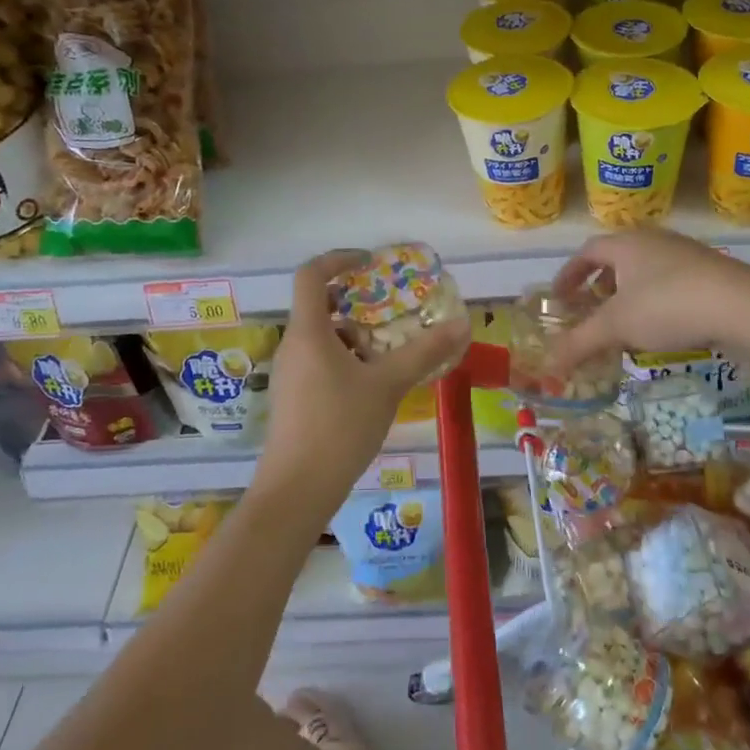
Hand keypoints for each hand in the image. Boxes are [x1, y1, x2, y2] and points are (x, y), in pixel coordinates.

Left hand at [255, 250, 471, 514]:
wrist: (297, 489)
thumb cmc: (340, 427)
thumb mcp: (388, 385)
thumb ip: (424, 352)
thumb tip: (461, 324)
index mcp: (308, 332)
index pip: (310, 275)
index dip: (338, 259)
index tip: (369, 262)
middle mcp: (292, 346)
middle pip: (318, 307)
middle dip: (357, 305)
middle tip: (392, 313)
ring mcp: (288, 374)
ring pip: (321, 338)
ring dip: (354, 337)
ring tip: (388, 354)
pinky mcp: (292, 398)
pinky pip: (318, 362)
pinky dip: (345, 360)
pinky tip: (371, 386)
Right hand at [547, 229, 749, 370]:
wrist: (743, 306)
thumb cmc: (667, 306)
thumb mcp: (617, 327)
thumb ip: (580, 343)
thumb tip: (547, 367)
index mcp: (626, 243)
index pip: (587, 251)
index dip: (569, 274)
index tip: (559, 297)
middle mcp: (654, 240)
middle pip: (618, 257)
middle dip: (600, 284)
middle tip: (590, 309)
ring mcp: (686, 253)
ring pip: (646, 270)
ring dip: (629, 293)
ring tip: (625, 322)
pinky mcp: (711, 272)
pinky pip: (671, 282)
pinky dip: (655, 300)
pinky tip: (662, 327)